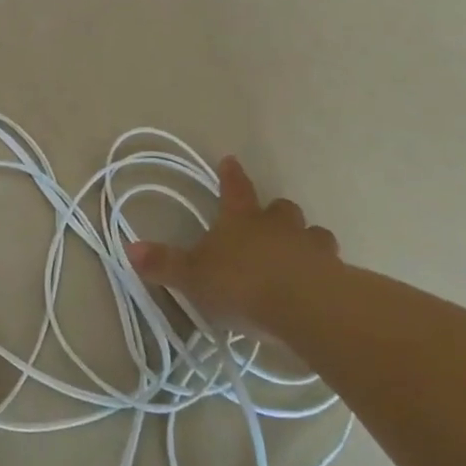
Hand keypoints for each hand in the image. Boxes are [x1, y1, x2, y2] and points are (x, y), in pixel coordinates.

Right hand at [126, 156, 340, 341]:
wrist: (304, 306)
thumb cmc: (242, 283)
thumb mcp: (194, 276)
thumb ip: (165, 263)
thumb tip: (129, 248)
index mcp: (242, 218)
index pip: (234, 188)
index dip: (231, 175)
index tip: (230, 160)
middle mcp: (278, 225)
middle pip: (279, 209)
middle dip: (274, 213)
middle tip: (270, 222)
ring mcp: (311, 247)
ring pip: (312, 234)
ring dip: (305, 241)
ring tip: (300, 256)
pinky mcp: (336, 275)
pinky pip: (331, 266)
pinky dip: (325, 271)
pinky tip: (320, 287)